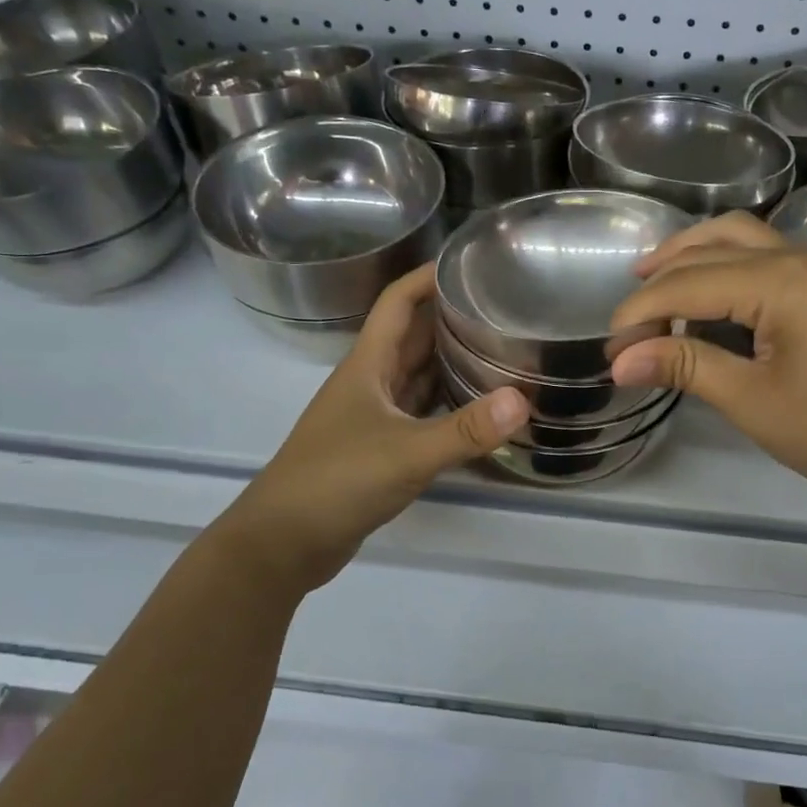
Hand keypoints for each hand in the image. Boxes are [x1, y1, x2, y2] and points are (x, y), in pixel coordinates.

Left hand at [222, 263, 528, 582]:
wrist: (283, 543)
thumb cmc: (336, 481)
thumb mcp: (405, 453)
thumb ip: (464, 430)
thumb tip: (523, 400)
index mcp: (367, 365)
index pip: (397, 302)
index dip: (428, 277)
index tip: (469, 264)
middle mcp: (370, 382)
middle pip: (412, 336)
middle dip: (451, 316)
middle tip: (503, 308)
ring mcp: (373, 416)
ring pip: (417, 375)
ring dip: (451, 360)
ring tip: (501, 350)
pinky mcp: (379, 448)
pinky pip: (420, 411)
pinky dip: (447, 404)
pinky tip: (479, 410)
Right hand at [607, 212, 806, 516]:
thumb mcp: (753, 401)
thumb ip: (686, 367)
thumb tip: (621, 360)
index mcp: (780, 279)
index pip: (687, 283)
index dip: (640, 313)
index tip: (610, 351)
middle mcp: (799, 257)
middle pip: (710, 247)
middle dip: (660, 280)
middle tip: (626, 323)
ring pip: (741, 239)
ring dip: (692, 257)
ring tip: (653, 284)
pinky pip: (764, 258)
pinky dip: (724, 268)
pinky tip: (708, 300)